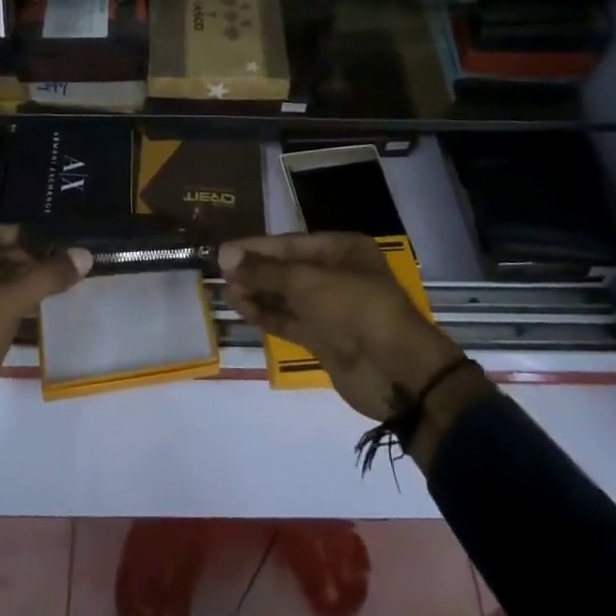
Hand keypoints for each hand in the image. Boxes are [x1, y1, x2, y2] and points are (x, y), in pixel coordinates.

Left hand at [0, 225, 92, 466]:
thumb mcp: (7, 304)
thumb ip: (46, 277)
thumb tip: (84, 254)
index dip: (17, 235)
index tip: (48, 239)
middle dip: (24, 261)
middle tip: (57, 264)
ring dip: (22, 286)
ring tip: (56, 286)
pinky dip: (14, 309)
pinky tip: (41, 312)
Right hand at [220, 233, 485, 460]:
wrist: (395, 372)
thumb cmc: (353, 309)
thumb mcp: (305, 282)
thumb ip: (264, 271)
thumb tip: (225, 256)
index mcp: (342, 250)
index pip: (290, 243)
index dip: (256, 247)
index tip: (224, 251)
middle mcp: (336, 274)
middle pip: (287, 268)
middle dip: (255, 270)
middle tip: (219, 272)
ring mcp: (331, 309)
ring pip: (286, 296)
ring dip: (258, 292)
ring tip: (224, 291)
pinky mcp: (324, 338)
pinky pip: (290, 320)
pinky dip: (267, 314)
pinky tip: (242, 308)